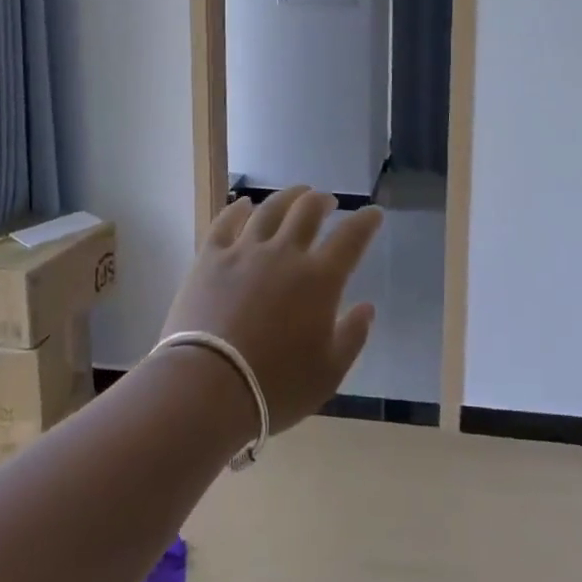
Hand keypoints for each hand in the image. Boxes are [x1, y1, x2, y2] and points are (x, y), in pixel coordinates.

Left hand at [160, 187, 381, 431]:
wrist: (207, 387)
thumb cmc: (275, 386)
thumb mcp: (328, 373)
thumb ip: (352, 337)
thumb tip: (367, 308)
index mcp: (319, 279)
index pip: (351, 238)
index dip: (366, 222)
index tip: (374, 213)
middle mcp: (284, 254)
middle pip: (307, 211)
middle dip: (323, 201)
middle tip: (328, 201)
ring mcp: (244, 251)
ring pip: (270, 209)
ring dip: (287, 197)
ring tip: (296, 193)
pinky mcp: (210, 258)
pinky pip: (225, 222)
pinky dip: (237, 209)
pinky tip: (243, 204)